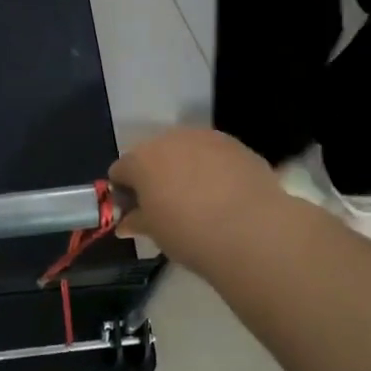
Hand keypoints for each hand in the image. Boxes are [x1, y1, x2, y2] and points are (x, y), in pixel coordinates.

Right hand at [110, 128, 283, 275]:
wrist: (250, 229)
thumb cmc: (188, 233)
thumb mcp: (155, 233)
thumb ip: (137, 221)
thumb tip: (126, 223)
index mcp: (141, 160)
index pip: (120, 170)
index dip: (124, 192)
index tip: (135, 212)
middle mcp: (170, 139)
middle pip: (154, 155)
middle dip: (155, 176)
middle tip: (166, 206)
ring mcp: (205, 138)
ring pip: (186, 151)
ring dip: (185, 169)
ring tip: (199, 200)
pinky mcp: (236, 144)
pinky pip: (215, 155)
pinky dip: (214, 169)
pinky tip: (225, 195)